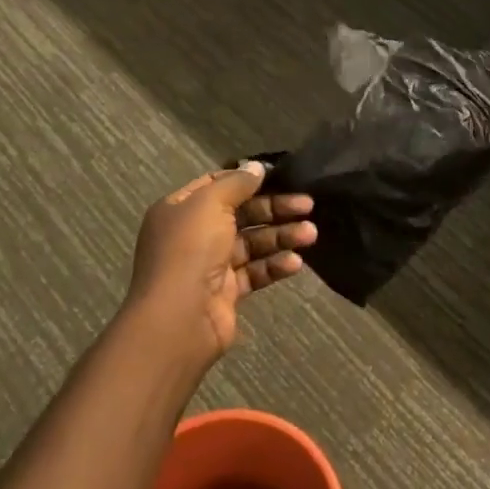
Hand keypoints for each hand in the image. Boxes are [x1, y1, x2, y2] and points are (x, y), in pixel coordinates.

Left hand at [127, 162, 316, 360]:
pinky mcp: (228, 291)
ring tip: (311, 234)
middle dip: (275, 208)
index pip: (217, 185)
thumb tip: (257, 167)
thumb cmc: (190, 251)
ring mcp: (211, 264)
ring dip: (281, 236)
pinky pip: (255, 271)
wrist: (179, 321)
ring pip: (253, 242)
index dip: (248, 179)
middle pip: (242, 213)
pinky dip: (275, 265)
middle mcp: (194, 234)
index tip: (280, 176)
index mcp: (181, 209)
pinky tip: (295, 263)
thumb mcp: (210, 204)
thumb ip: (236, 183)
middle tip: (308, 205)